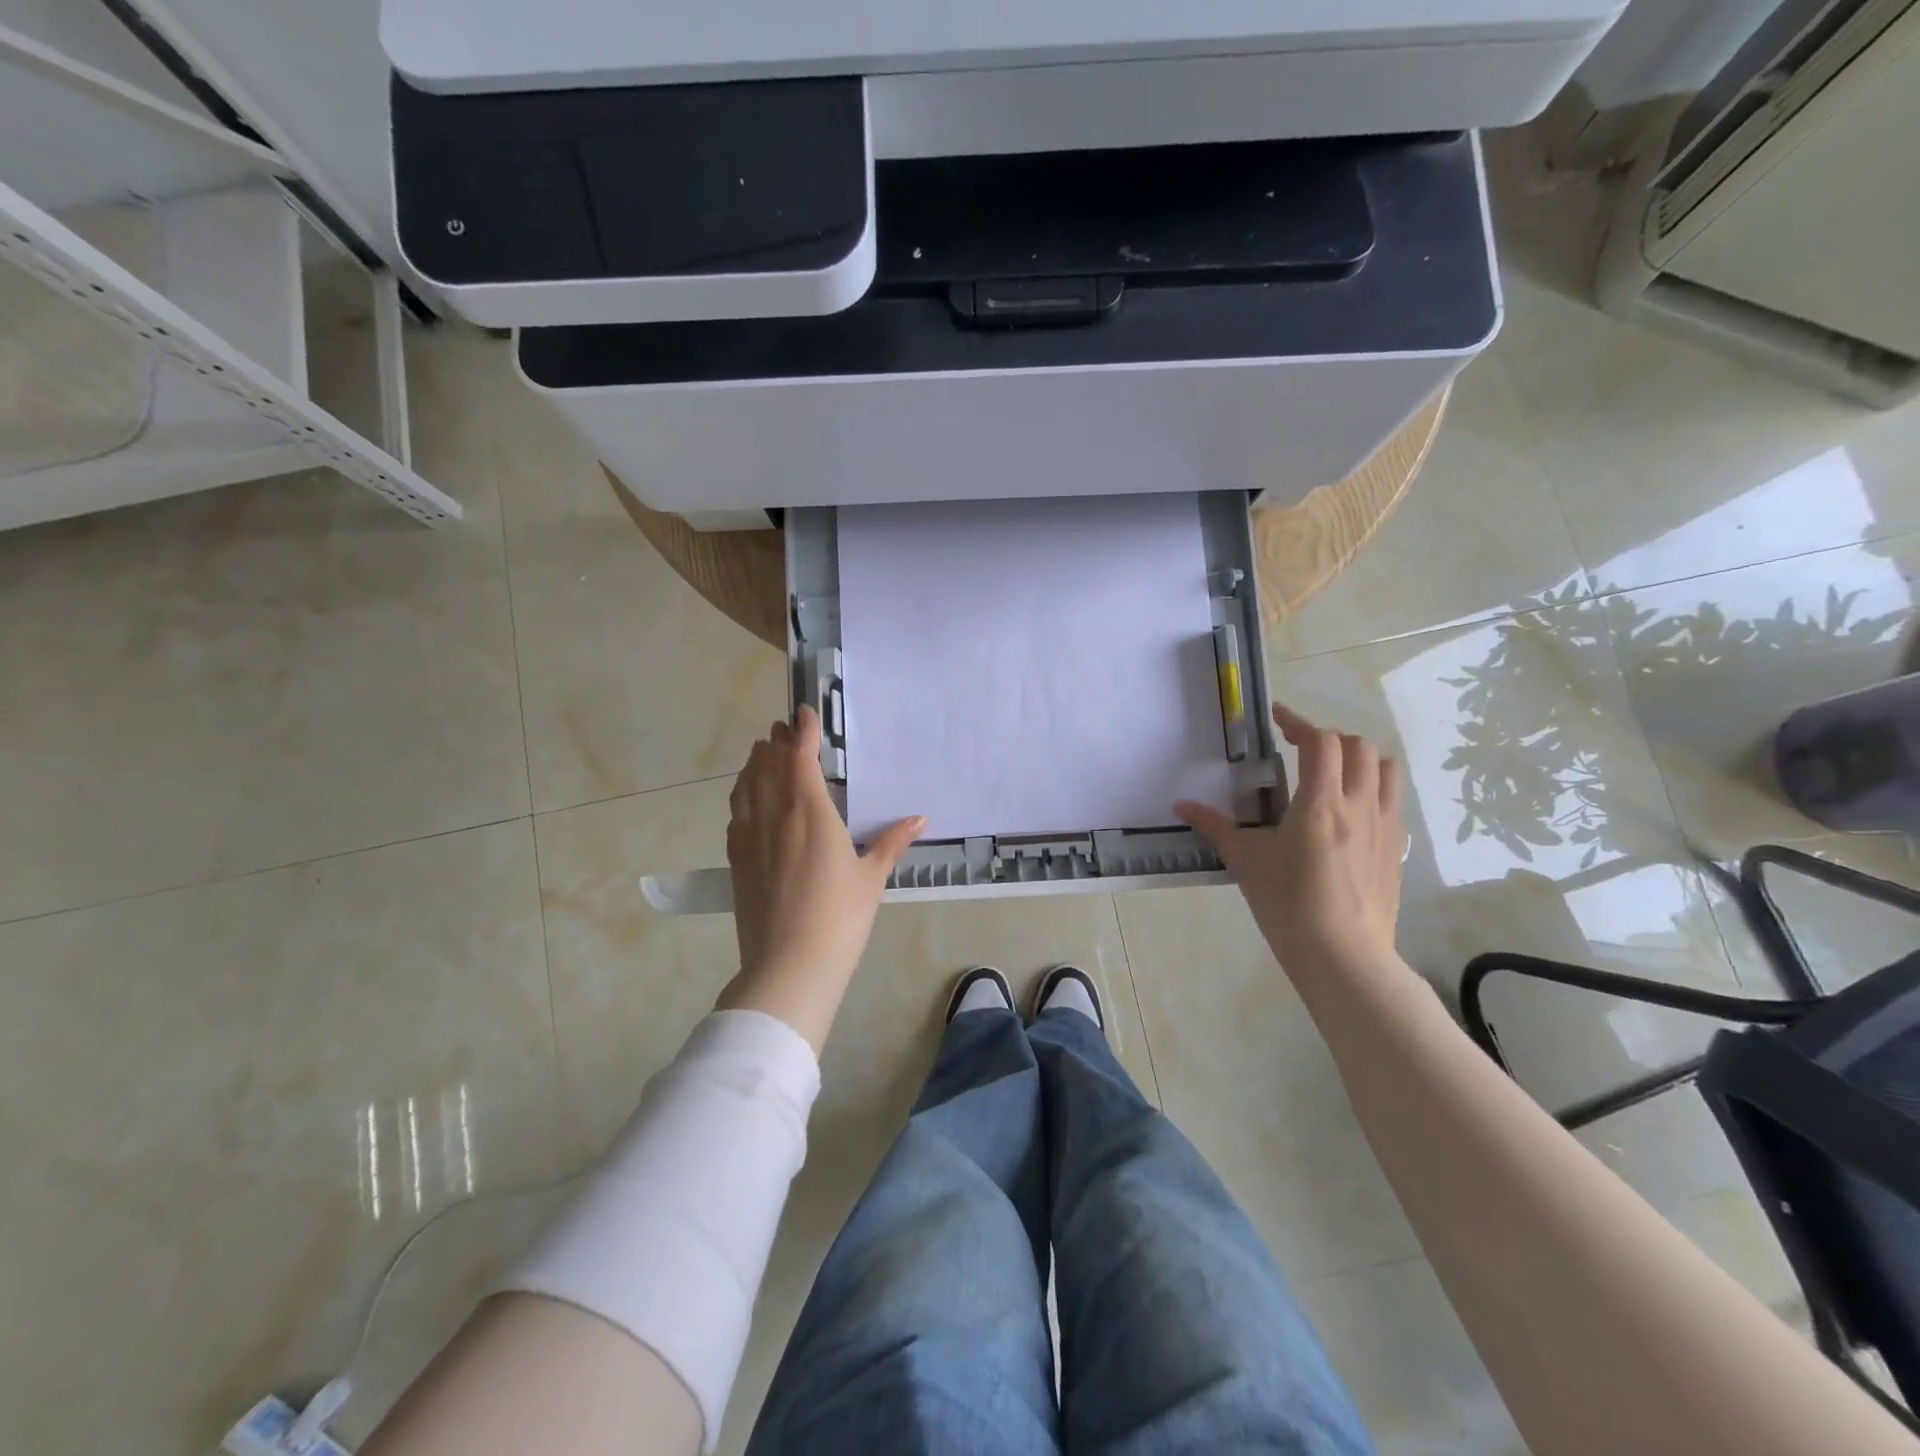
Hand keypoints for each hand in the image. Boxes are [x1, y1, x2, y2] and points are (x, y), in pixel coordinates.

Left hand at [718, 706, 924, 1052]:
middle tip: (786, 729)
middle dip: (776, 741)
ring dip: (755, 763)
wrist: (788, 966)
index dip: (802, 731)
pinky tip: (750, 799)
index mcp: (809, 812)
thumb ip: (891, 843)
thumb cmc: (839, 918)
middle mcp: (774, 815)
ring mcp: (749, 836)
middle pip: (767, 764)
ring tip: (764, 752)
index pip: (799, 757)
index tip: (804, 712)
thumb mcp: (871, 878)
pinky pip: (736, 812)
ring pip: (746, 785)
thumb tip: (919, 819)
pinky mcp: (736, 859)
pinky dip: (743, 793)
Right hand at [1178, 704, 1406, 986]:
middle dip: (1328, 738)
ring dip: (1360, 758)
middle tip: (1299, 747)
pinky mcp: (1397, 848)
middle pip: (1358, 747)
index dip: (1299, 722)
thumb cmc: (1288, 905)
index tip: (1277, 719)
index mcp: (1321, 803)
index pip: (1321, 742)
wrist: (1343, 957)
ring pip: (1386, 768)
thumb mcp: (1246, 862)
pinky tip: (1350, 810)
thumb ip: (1216, 827)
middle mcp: (1360, 805)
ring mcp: (1385, 826)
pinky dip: (1373, 787)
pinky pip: (1393, 800)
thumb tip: (1181, 806)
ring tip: (1332, 771)